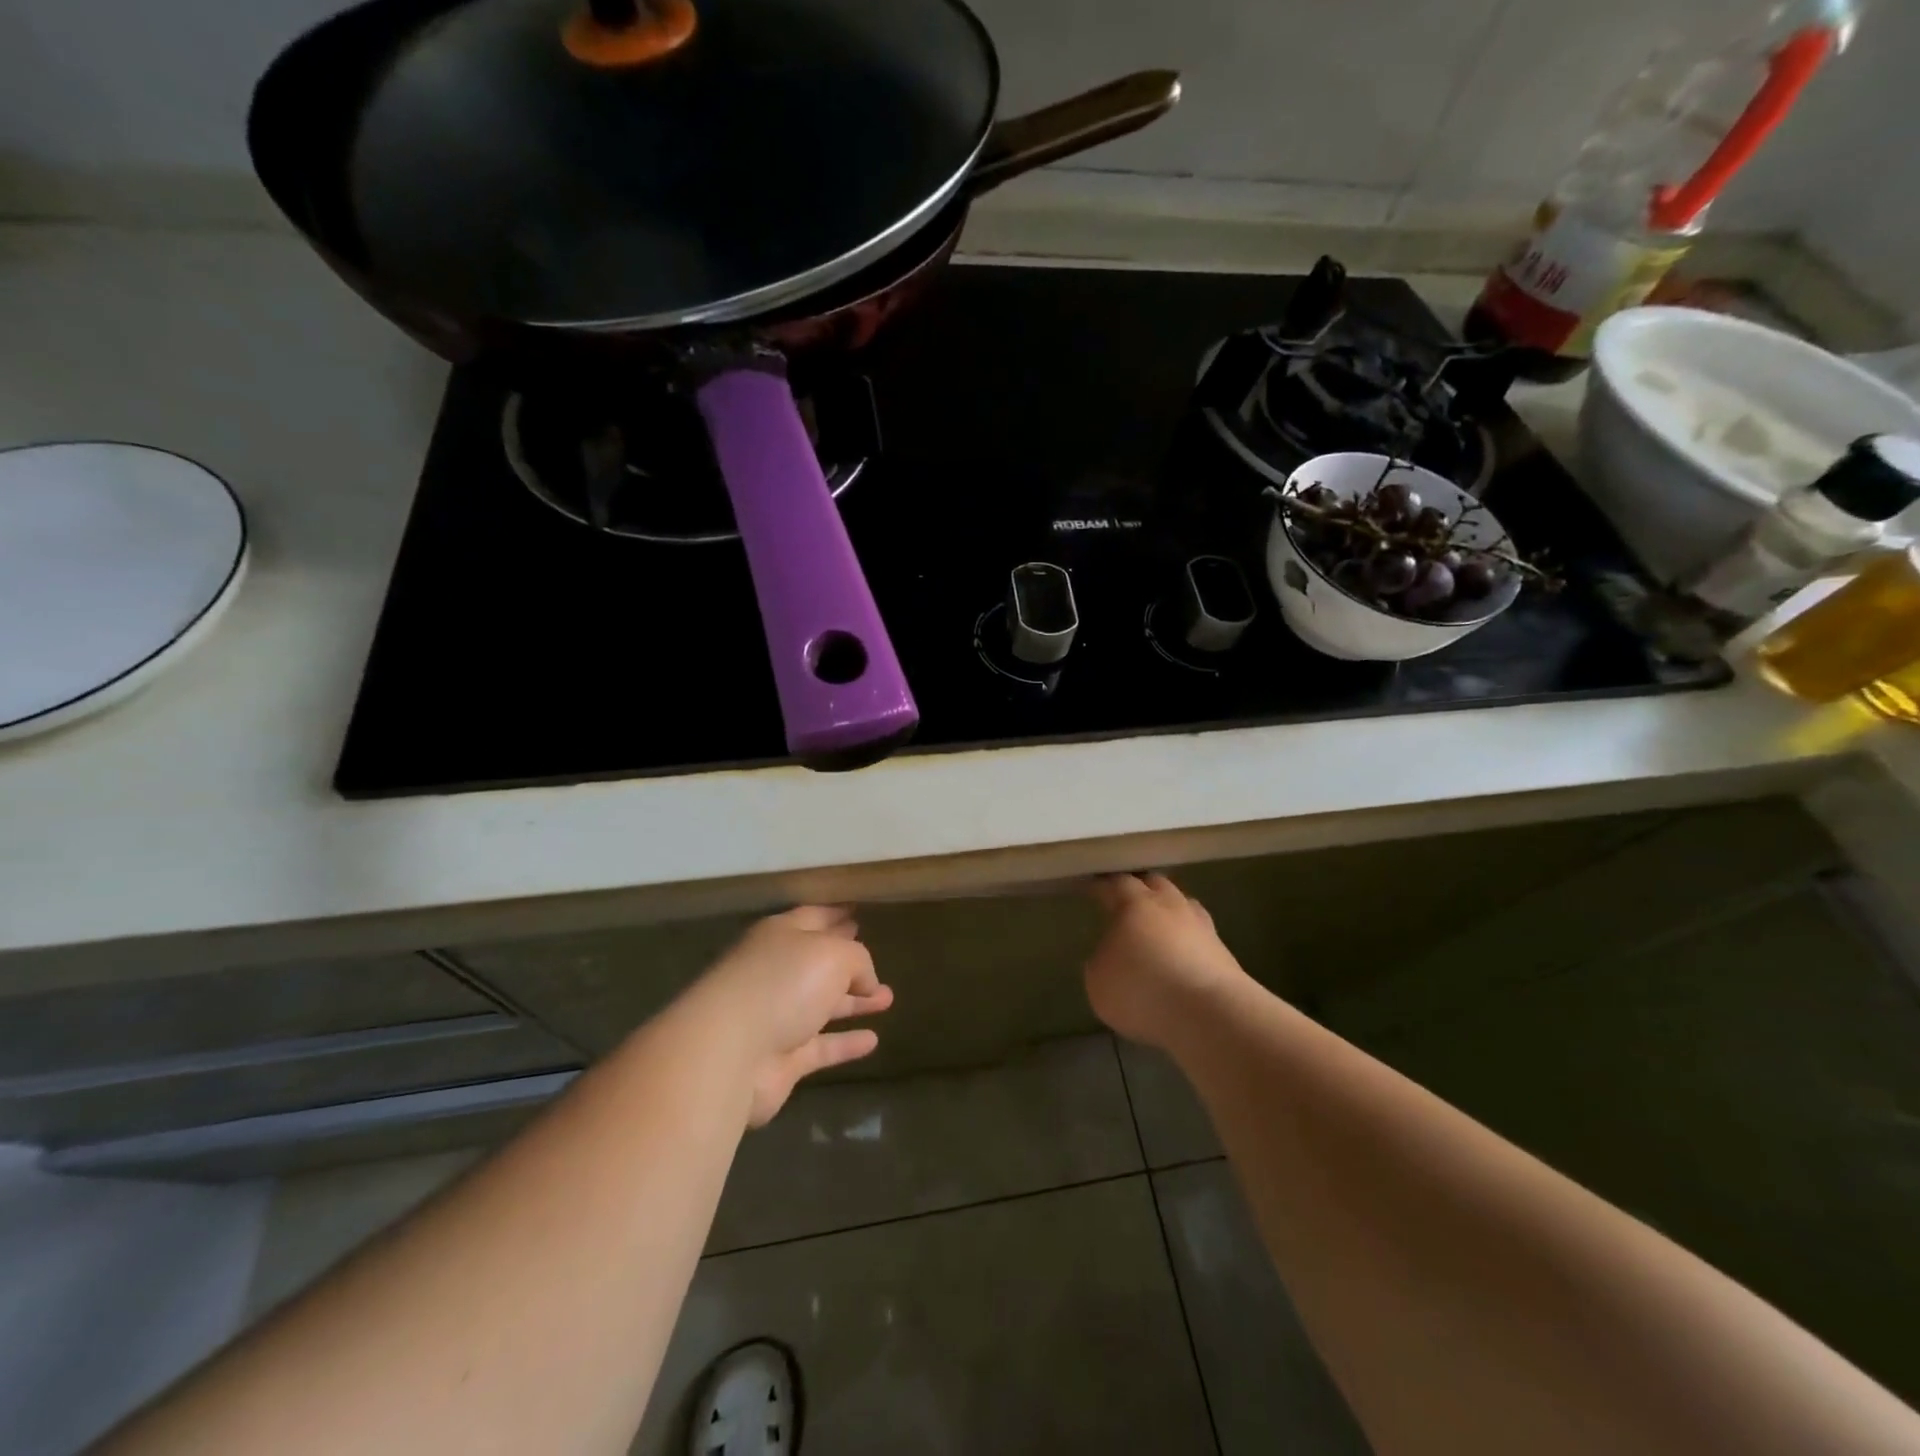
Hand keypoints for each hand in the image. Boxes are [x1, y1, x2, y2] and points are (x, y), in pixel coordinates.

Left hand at [692, 906, 893, 1126]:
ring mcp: (776, 1017)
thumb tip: (866, 980)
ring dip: (853, 1003)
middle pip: (818, 964)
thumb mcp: (833, 954)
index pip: (813, 918)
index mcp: (780, 936)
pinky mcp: (780, 1059)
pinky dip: (845, 1044)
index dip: (836, 915)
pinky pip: (821, 1047)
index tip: (858, 912)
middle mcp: (776, 972)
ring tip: (888, 999)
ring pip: (821, 1005)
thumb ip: (857, 959)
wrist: (729, 1052)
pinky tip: (873, 1041)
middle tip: (878, 963)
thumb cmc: (783, 983)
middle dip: (849, 963)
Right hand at [1083, 873, 1247, 1051]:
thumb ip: (1102, 960)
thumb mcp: (1099, 980)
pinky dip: (1188, 943)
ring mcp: (1202, 927)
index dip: (1100, 885)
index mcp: (1136, 903)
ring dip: (1169, 914)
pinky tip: (1181, 959)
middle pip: (1155, 885)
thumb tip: (1111, 955)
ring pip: (1184, 907)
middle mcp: (1171, 905)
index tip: (1089, 887)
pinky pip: (1199, 938)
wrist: (1209, 1014)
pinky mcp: (1224, 954)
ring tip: (1158, 929)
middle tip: (1126, 901)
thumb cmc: (1143, 989)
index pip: (1115, 883)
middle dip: (1140, 890)